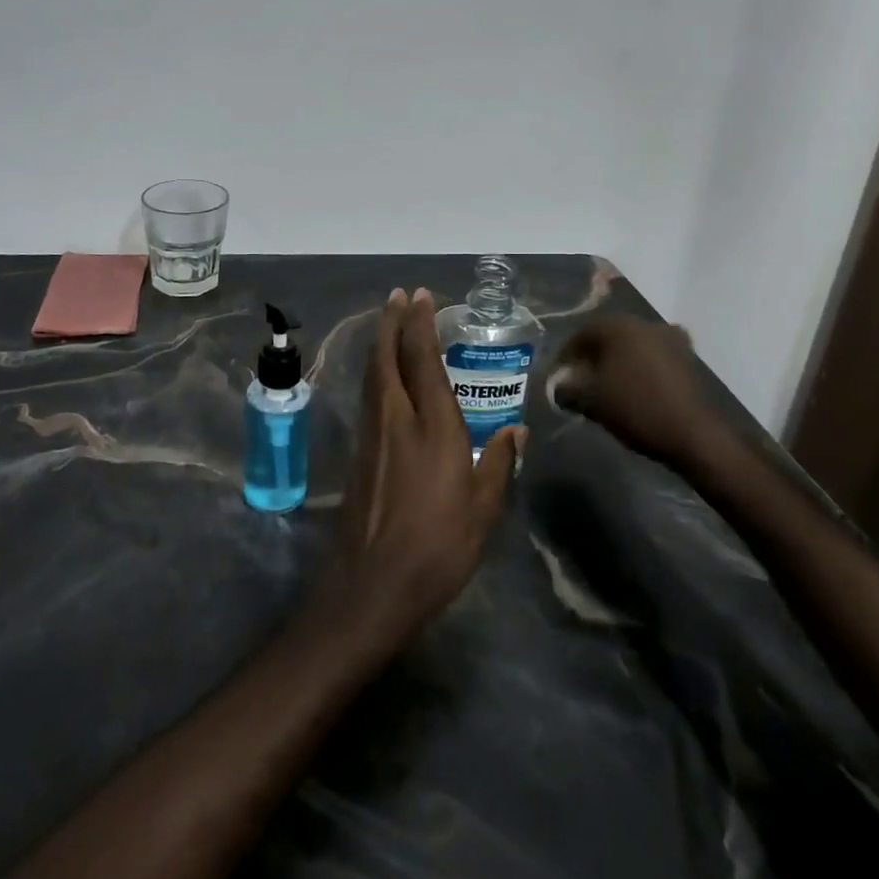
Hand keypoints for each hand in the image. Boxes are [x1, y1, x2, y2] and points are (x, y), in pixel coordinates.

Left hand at [312, 288, 524, 654]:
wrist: (373, 583)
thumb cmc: (438, 545)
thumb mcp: (484, 509)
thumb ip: (499, 463)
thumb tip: (518, 430)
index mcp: (431, 424)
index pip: (422, 358)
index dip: (420, 324)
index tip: (421, 296)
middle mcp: (396, 416)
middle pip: (388, 355)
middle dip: (392, 321)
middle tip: (399, 295)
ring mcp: (372, 432)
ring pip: (374, 371)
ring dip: (381, 339)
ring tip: (389, 320)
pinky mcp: (360, 450)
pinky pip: (369, 392)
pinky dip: (376, 368)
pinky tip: (382, 372)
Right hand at [548, 315, 729, 464]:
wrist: (693, 434)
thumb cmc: (635, 408)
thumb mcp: (591, 401)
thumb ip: (568, 390)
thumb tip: (558, 387)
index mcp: (618, 326)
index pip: (582, 334)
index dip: (566, 354)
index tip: (559, 375)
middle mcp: (644, 324)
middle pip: (609, 336)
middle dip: (593, 356)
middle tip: (582, 379)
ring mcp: (670, 338)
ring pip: (634, 345)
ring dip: (619, 360)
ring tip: (610, 384)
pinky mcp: (689, 358)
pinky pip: (655, 357)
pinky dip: (643, 367)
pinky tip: (638, 386)